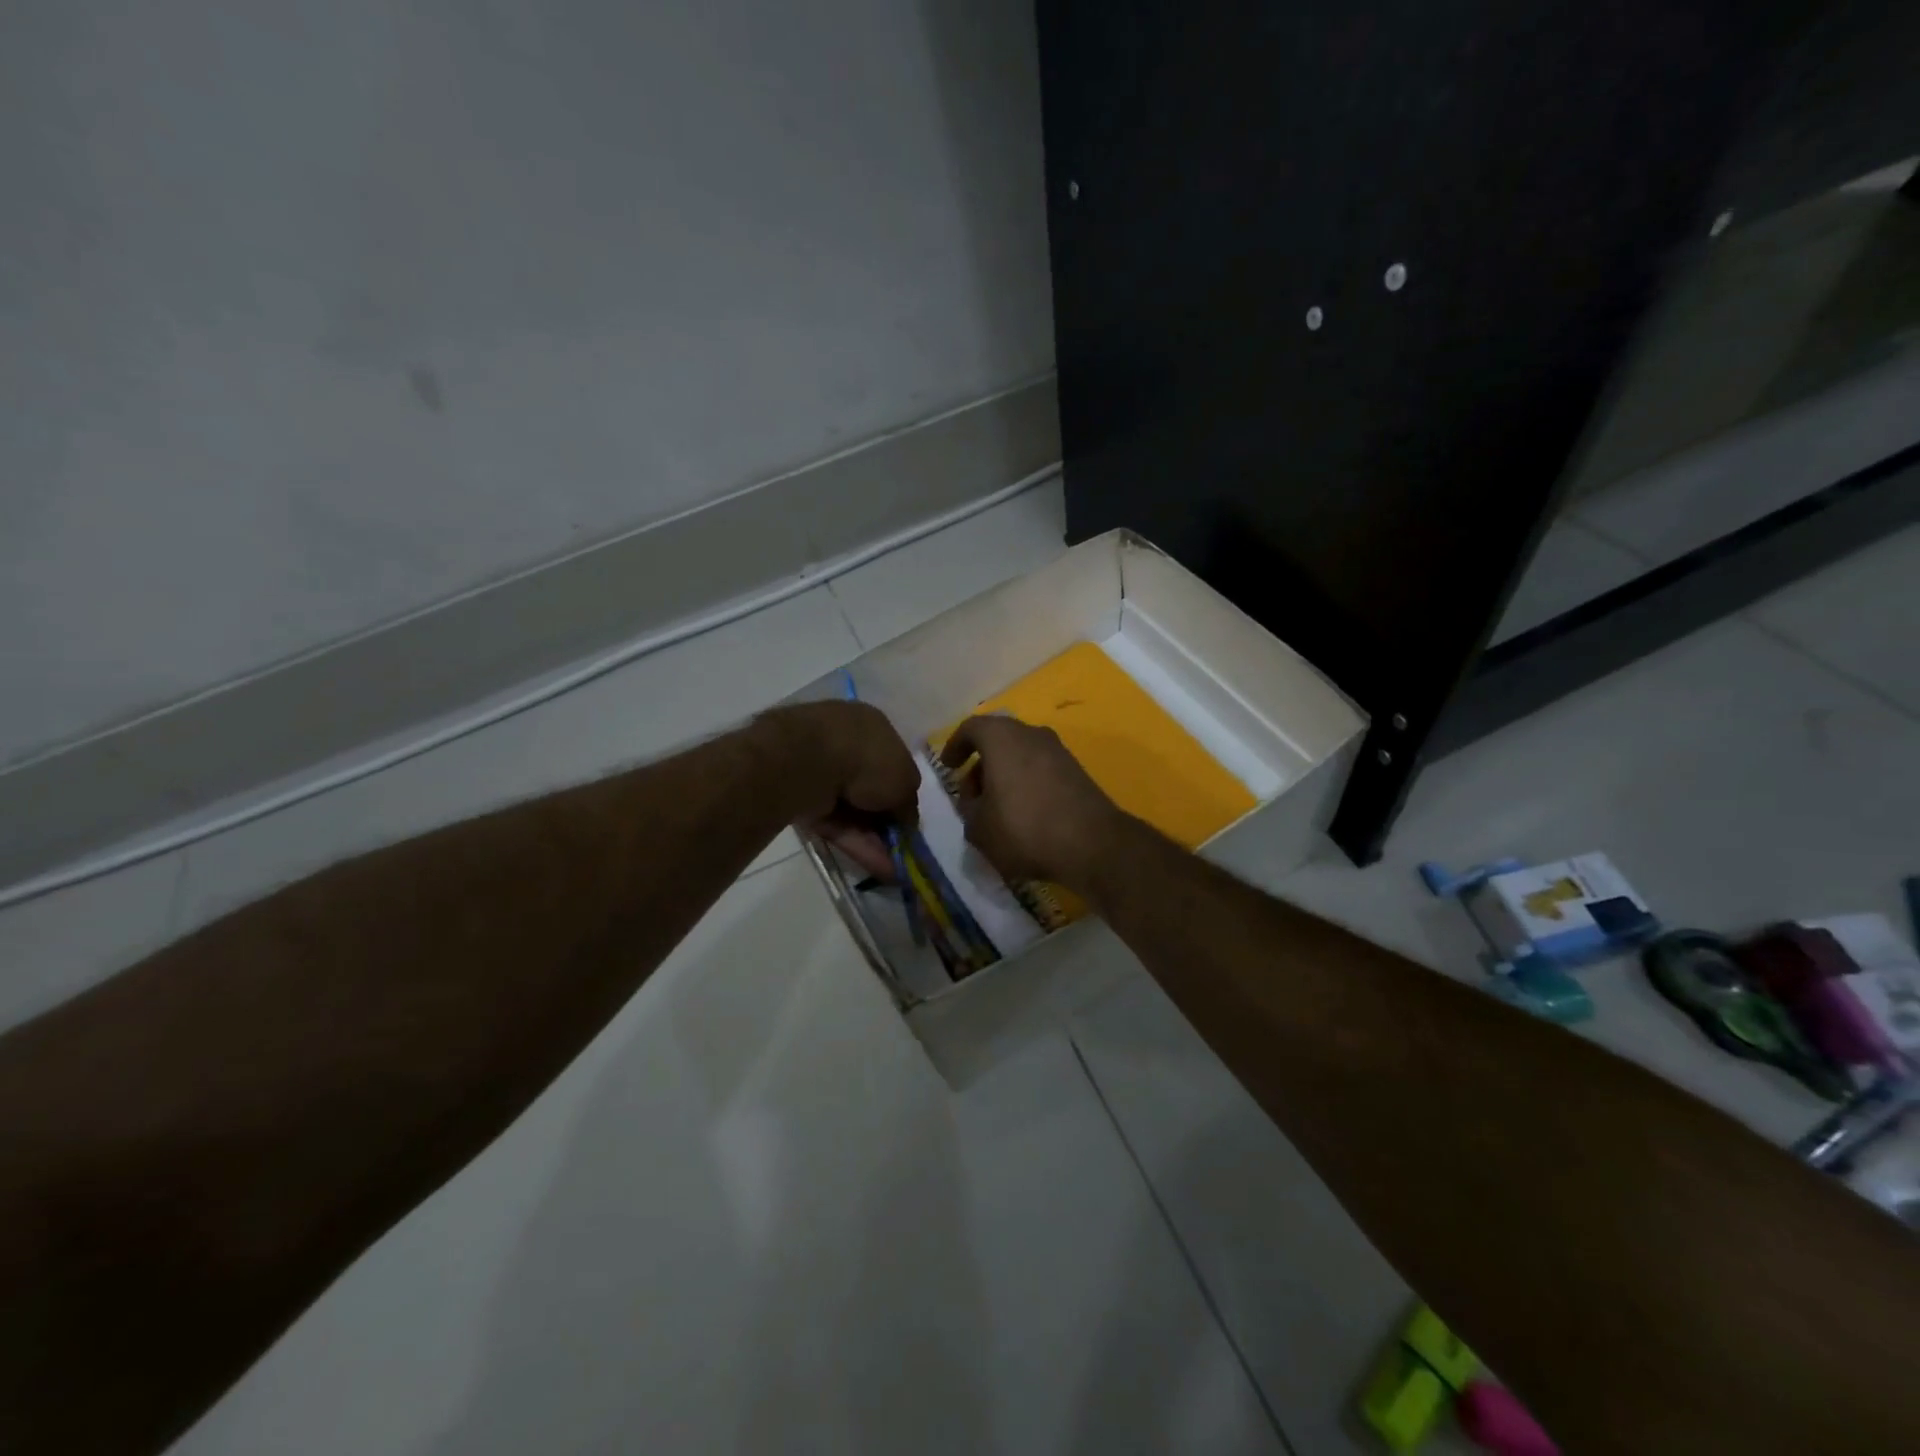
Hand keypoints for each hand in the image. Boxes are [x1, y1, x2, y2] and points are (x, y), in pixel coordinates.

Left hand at [756, 702, 917, 880]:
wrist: (808, 762)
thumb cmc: (868, 759)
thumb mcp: (905, 781)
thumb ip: (908, 803)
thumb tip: (907, 822)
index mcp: (872, 726)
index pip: (892, 761)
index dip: (901, 792)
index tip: (908, 819)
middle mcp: (845, 742)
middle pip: (870, 789)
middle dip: (885, 821)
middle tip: (900, 848)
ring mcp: (818, 768)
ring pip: (852, 809)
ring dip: (873, 838)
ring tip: (892, 868)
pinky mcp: (800, 795)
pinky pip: (834, 821)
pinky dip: (854, 842)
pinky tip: (875, 867)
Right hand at [939, 715, 1127, 891]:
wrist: (1092, 844)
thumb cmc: (1024, 828)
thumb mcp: (978, 827)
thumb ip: (968, 808)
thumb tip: (975, 801)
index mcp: (1002, 737)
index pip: (972, 727)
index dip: (955, 745)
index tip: (948, 766)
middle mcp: (1032, 734)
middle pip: (998, 740)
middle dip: (981, 764)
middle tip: (971, 795)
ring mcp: (1059, 751)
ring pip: (1021, 754)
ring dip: (1004, 775)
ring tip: (996, 809)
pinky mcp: (1077, 771)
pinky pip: (1041, 769)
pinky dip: (1026, 783)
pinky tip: (1024, 814)